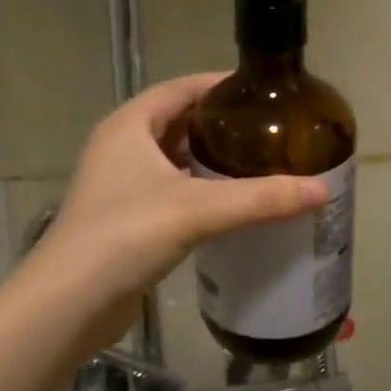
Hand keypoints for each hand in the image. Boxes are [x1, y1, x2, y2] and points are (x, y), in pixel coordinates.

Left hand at [29, 73, 329, 348]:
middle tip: (271, 132)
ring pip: (175, 160)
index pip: (182, 88)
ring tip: (260, 164)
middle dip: (222, 126)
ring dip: (211, 160)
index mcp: (130, 125)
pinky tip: (232, 206)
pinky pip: (171, 191)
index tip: (264, 93)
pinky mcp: (125, 219)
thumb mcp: (198, 209)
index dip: (221, 85)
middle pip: (179, 122)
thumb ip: (261, 198)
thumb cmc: (125, 236)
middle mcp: (121, 146)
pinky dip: (200, 192)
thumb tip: (322, 190)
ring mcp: (120, 185)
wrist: (68, 304)